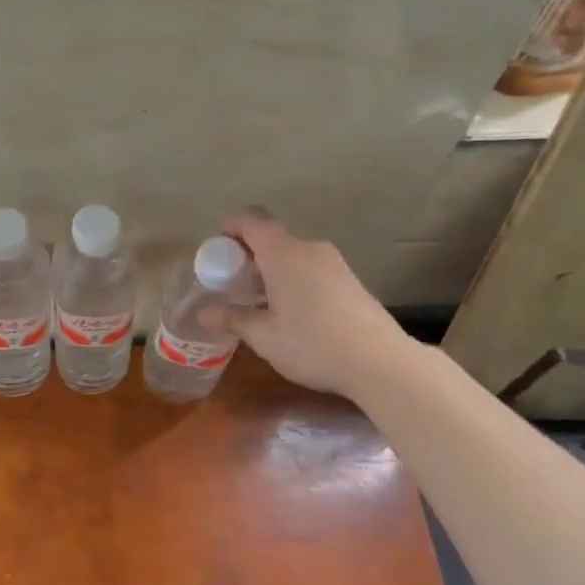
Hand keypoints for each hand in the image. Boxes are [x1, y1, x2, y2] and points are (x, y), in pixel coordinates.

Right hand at [202, 211, 414, 396]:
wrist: (381, 362)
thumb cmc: (313, 345)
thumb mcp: (265, 337)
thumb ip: (233, 319)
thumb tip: (203, 314)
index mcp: (283, 254)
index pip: (251, 222)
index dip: (229, 229)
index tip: (216, 251)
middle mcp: (309, 250)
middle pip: (271, 239)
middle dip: (248, 257)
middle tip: (232, 285)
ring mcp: (334, 264)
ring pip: (292, 256)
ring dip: (271, 272)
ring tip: (259, 304)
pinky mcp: (350, 280)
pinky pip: (311, 269)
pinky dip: (293, 281)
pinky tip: (291, 314)